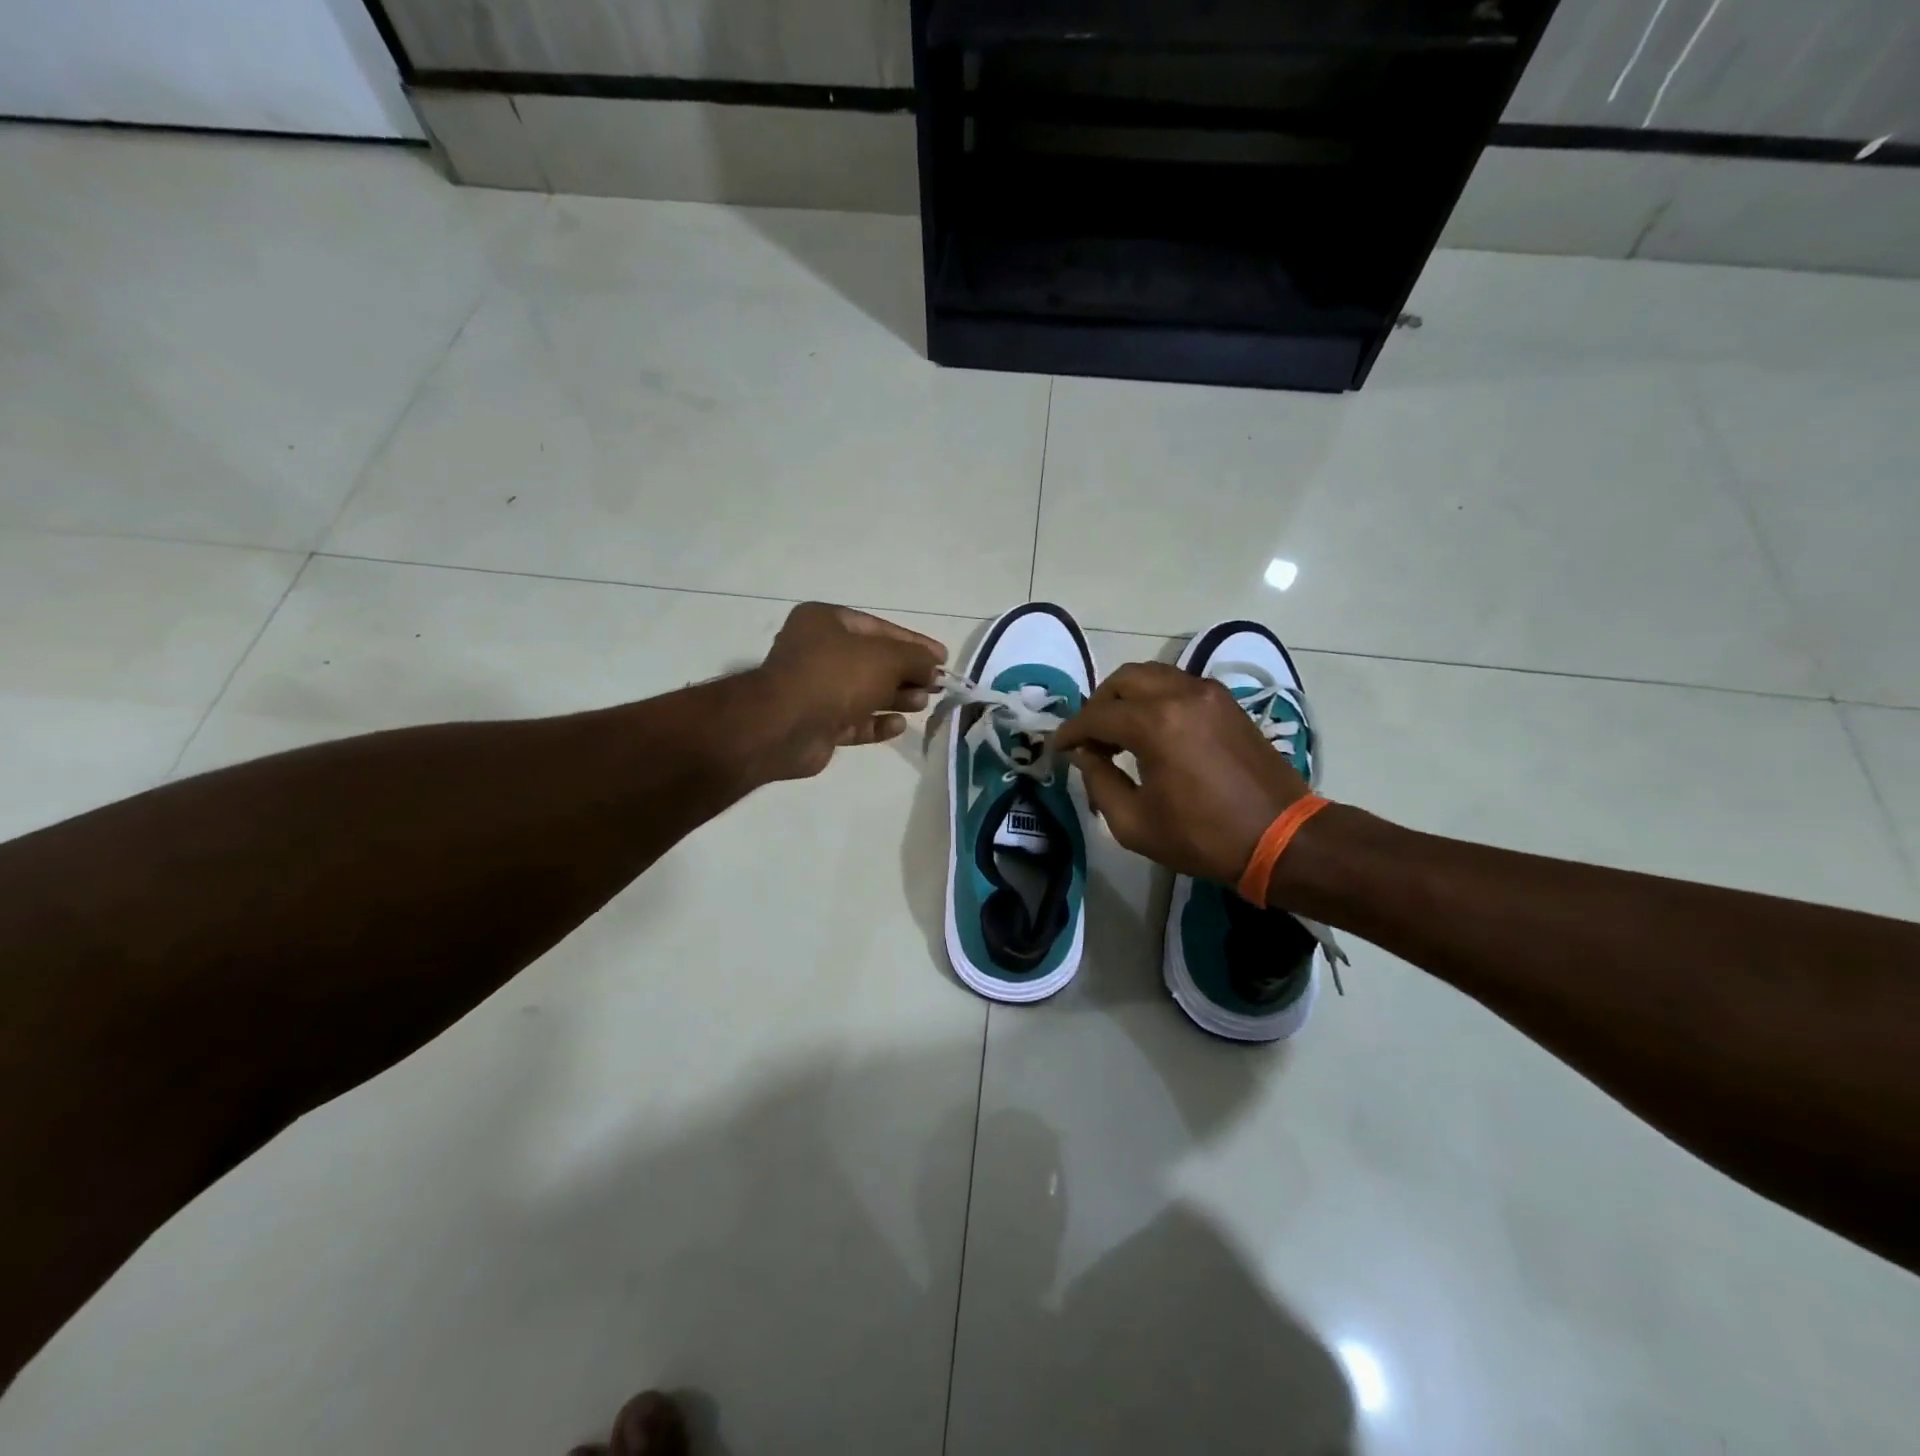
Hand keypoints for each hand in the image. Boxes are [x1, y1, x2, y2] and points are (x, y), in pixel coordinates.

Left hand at [754, 603, 946, 779]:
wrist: (784, 726)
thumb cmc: (836, 677)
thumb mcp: (886, 658)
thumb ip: (916, 658)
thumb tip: (934, 666)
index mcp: (825, 621)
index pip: (879, 628)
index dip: (914, 643)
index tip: (943, 658)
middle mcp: (817, 651)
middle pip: (872, 661)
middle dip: (906, 674)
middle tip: (936, 686)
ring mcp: (815, 689)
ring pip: (864, 692)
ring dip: (895, 698)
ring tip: (922, 704)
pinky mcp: (816, 723)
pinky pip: (853, 720)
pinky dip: (876, 723)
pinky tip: (899, 726)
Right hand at [1055, 661, 1309, 883]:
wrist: (1282, 838)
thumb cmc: (1204, 837)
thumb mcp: (1135, 823)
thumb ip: (1099, 782)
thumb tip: (1084, 755)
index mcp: (1156, 724)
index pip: (1097, 716)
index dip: (1071, 731)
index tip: (1059, 748)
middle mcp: (1181, 694)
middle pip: (1122, 680)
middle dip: (1098, 705)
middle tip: (1089, 738)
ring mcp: (1208, 693)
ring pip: (1151, 675)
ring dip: (1126, 698)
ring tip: (1118, 733)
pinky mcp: (1226, 701)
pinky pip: (1177, 684)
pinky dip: (1154, 697)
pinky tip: (1151, 731)